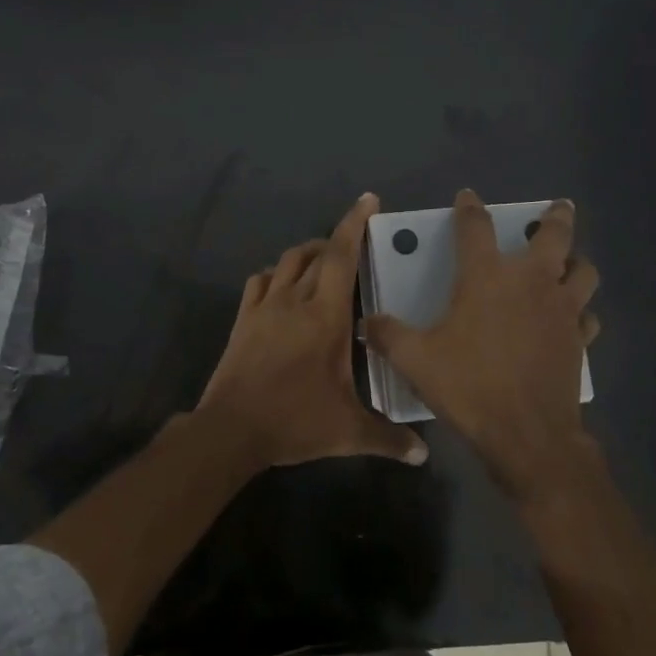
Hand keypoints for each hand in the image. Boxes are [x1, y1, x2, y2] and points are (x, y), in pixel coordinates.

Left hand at [198, 193, 426, 469]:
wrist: (231, 429)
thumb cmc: (294, 421)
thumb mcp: (348, 432)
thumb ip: (388, 438)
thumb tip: (423, 455)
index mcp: (325, 316)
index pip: (341, 257)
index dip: (354, 224)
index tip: (368, 200)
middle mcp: (294, 300)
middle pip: (315, 254)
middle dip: (336, 241)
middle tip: (355, 246)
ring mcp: (264, 307)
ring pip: (286, 262)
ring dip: (307, 254)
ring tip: (322, 263)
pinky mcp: (243, 319)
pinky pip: (259, 281)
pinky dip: (275, 275)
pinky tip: (282, 287)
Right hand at [365, 189, 600, 503]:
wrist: (526, 434)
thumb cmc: (469, 386)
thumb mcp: (415, 360)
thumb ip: (388, 335)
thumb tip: (366, 322)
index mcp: (487, 277)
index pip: (476, 227)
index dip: (470, 207)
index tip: (468, 196)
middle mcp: (531, 282)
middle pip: (554, 235)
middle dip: (556, 217)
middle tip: (559, 207)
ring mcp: (562, 309)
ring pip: (583, 271)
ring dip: (577, 261)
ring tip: (568, 263)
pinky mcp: (579, 339)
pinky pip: (587, 315)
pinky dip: (581, 311)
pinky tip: (572, 318)